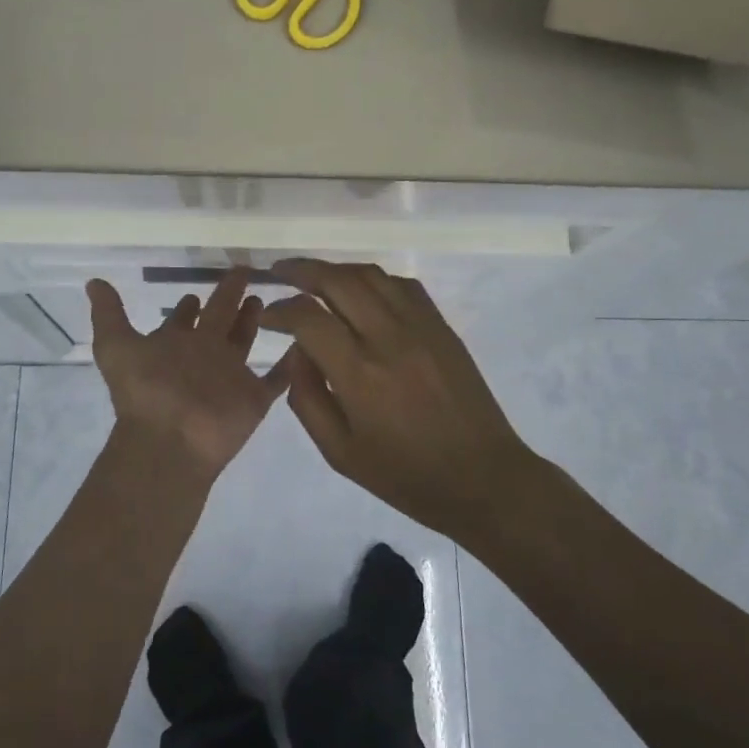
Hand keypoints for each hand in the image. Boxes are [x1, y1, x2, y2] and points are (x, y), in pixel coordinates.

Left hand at [87, 269, 291, 481]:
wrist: (170, 440)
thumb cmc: (145, 391)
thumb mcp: (116, 346)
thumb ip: (109, 313)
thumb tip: (93, 282)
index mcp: (175, 344)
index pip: (184, 319)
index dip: (188, 305)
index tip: (195, 290)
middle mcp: (203, 356)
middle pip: (220, 321)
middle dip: (229, 299)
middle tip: (243, 274)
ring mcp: (230, 377)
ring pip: (245, 342)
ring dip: (254, 322)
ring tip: (266, 299)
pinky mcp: (254, 398)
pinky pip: (278, 377)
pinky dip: (291, 363)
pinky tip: (304, 342)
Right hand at [260, 259, 532, 537]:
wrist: (481, 477)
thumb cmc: (405, 474)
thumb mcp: (339, 452)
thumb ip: (307, 398)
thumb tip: (297, 351)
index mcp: (359, 374)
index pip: (308, 317)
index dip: (279, 310)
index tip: (266, 315)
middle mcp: (388, 338)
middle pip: (338, 280)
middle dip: (302, 271)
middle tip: (280, 272)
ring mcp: (420, 326)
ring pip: (371, 274)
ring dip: (337, 269)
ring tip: (316, 276)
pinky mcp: (441, 326)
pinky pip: (403, 285)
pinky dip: (374, 280)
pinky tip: (362, 292)